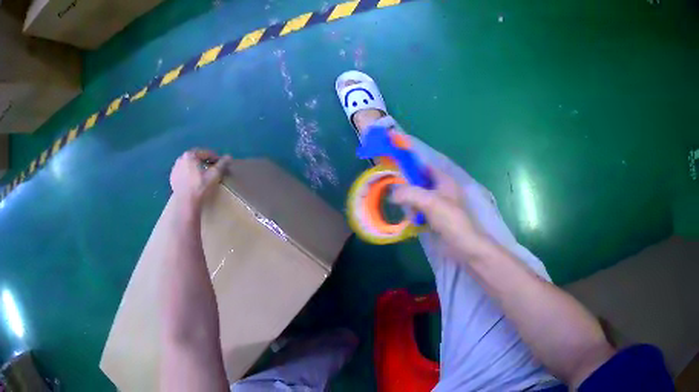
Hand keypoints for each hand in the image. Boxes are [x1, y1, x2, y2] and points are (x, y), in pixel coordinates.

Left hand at [170, 149, 231, 206]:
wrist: (186, 204)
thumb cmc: (200, 187)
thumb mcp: (214, 175)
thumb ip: (222, 164)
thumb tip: (229, 157)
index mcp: (190, 155)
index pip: (205, 153)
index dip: (214, 157)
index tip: (220, 163)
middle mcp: (180, 159)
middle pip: (195, 158)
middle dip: (204, 161)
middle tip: (211, 168)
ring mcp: (175, 169)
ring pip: (188, 165)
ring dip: (195, 167)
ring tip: (202, 175)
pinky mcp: (172, 179)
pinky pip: (183, 173)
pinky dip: (188, 174)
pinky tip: (193, 182)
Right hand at [391, 169, 491, 258]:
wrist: (463, 245)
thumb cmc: (449, 219)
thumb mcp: (428, 201)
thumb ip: (409, 193)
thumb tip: (392, 194)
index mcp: (445, 181)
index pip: (426, 167)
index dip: (412, 167)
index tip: (395, 171)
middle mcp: (443, 190)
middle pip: (421, 183)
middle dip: (408, 187)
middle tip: (394, 192)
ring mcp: (441, 206)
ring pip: (420, 199)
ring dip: (410, 203)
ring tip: (402, 208)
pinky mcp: (437, 219)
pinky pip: (422, 212)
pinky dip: (415, 215)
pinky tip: (410, 220)